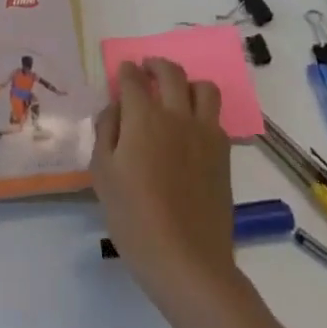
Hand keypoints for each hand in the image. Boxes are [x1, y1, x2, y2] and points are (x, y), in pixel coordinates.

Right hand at [90, 59, 237, 302]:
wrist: (187, 262)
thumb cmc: (135, 220)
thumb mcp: (103, 175)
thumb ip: (106, 132)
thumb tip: (115, 108)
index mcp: (143, 117)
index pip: (133, 79)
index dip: (126, 72)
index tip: (123, 73)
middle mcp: (176, 115)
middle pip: (170, 72)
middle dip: (156, 65)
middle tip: (147, 70)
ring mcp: (204, 133)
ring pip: (203, 87)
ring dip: (187, 83)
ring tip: (176, 94)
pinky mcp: (223, 154)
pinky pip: (217, 118)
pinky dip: (204, 113)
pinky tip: (193, 128)